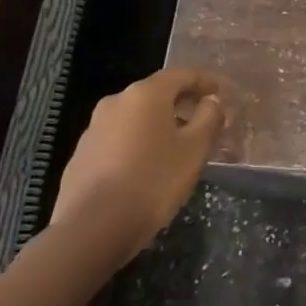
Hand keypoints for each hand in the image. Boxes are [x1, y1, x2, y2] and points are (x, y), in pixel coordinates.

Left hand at [49, 67, 224, 269]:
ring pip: (137, 117)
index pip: (183, 74)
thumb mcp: (194, 149)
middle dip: (183, 104)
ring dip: (160, 124)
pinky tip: (148, 167)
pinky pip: (119, 138)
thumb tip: (211, 100)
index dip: (207, 82)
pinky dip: (139, 143)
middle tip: (205, 121)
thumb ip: (209, 117)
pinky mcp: (81, 155)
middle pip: (158, 93)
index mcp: (146, 94)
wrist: (91, 230)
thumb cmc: (153, 182)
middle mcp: (116, 101)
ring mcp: (94, 128)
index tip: (224, 95)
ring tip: (179, 147)